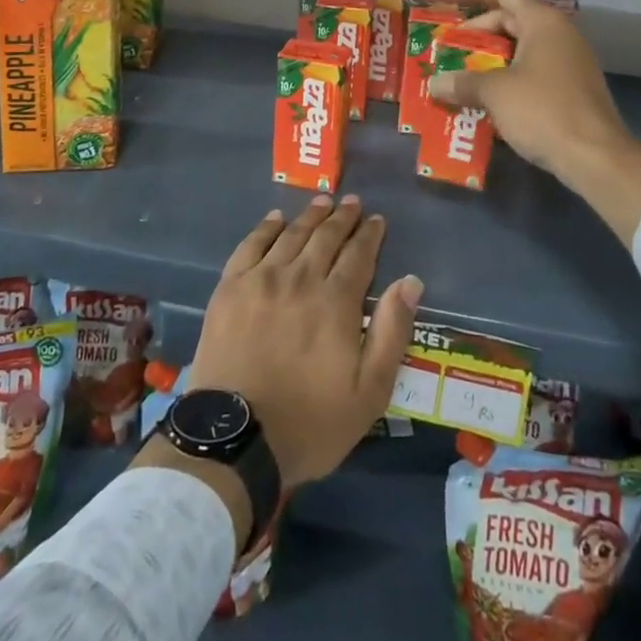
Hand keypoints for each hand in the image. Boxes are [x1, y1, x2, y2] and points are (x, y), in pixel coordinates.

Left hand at [185, 195, 421, 488]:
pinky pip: (251, 245)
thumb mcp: (369, 392)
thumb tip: (411, 281)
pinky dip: (267, 227)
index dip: (370, 235)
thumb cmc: (310, 423)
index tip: (377, 219)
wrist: (235, 440)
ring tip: (323, 201)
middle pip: (325, 237)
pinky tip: (276, 218)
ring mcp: (261, 279)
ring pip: (291, 235)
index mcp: (336, 302)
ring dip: (310, 216)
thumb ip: (392, 332)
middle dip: (343, 217)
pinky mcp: (230, 288)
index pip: (359, 255)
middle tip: (352, 202)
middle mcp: (300, 278)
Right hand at [426, 0, 640, 241]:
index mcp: (543, 23)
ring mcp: (571, 61)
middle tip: (453, 43)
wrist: (596, 157)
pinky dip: (511, 73)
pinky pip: (536, 68)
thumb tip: (435, 84)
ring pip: (525, 45)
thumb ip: (462, 82)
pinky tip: (492, 94)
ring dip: (495, 54)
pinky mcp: (574, 87)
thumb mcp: (495, 94)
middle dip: (482, 29)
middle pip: (515, 18)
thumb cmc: (543, 111)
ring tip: (466, 68)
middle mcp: (560, 34)